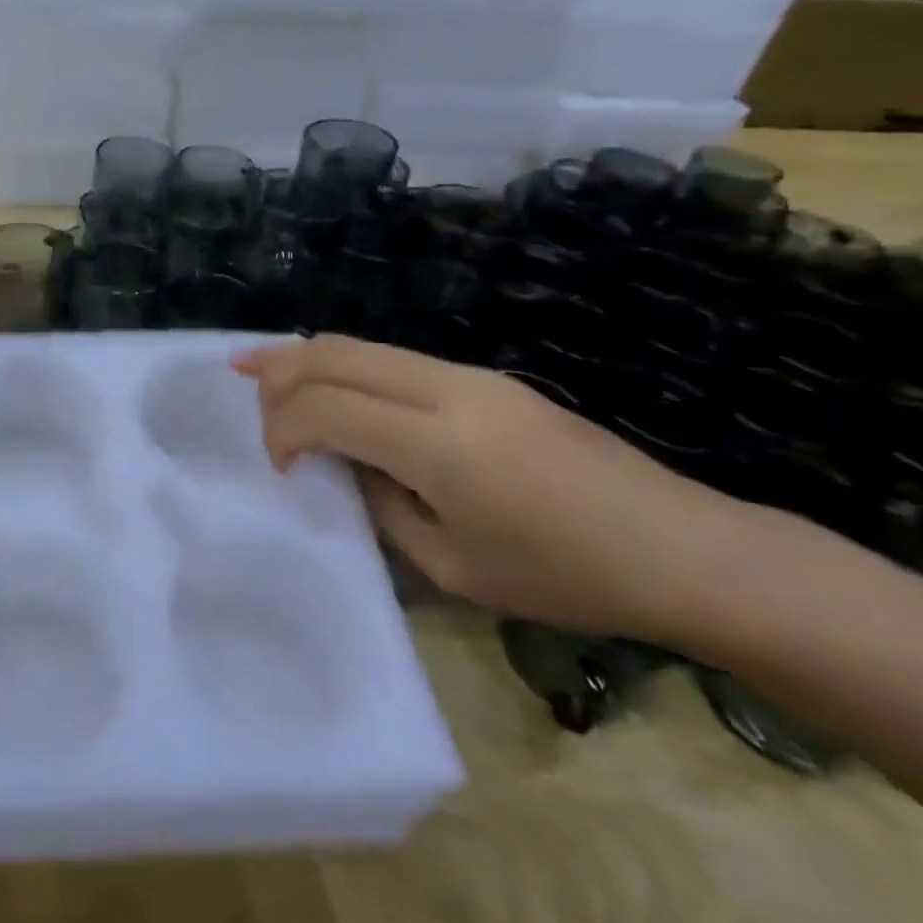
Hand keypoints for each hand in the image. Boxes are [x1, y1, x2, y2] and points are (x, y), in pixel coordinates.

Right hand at [234, 335, 749, 641]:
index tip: (280, 466)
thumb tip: (345, 466)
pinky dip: (347, 364)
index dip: (283, 428)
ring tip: (260, 366)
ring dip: (306, 355)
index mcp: (435, 443)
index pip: (326, 408)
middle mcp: (444, 389)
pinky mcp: (485, 378)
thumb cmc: (565, 577)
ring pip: (362, 345)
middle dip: (278, 368)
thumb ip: (381, 507)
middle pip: (335, 354)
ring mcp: (468, 375)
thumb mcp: (452, 567)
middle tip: (239, 381)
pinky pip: (393, 358)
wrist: (684, 549)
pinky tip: (331, 383)